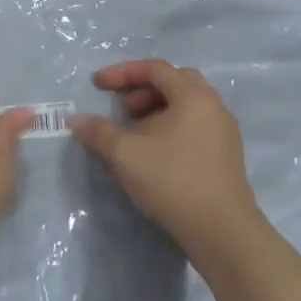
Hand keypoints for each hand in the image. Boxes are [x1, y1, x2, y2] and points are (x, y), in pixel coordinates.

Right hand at [69, 60, 259, 257]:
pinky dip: (172, 127)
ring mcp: (224, 131)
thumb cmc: (173, 181)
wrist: (222, 231)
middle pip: (175, 82)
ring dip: (158, 110)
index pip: (155, 69)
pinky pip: (196, 126)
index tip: (98, 85)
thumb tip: (74, 120)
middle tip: (124, 108)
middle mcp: (213, 105)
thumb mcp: (126, 154)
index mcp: (193, 95)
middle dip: (144, 89)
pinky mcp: (227, 155)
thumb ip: (99, 132)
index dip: (122, 73)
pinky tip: (156, 154)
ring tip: (136, 134)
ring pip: (187, 106)